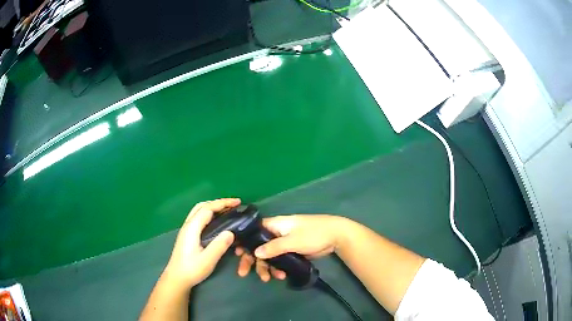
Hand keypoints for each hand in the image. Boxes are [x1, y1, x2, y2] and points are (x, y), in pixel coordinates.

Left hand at [163, 198, 240, 290]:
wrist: (177, 278)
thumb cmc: (192, 269)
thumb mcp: (208, 259)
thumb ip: (219, 245)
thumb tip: (231, 232)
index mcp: (192, 228)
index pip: (208, 209)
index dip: (223, 203)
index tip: (237, 202)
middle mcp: (188, 225)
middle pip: (202, 206)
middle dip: (218, 202)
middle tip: (233, 205)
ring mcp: (186, 229)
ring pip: (199, 211)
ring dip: (213, 207)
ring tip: (227, 210)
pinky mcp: (187, 235)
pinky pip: (199, 217)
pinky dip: (209, 213)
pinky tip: (216, 221)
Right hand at [235, 214, 348, 281]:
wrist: (335, 236)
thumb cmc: (313, 234)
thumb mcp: (292, 240)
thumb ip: (273, 247)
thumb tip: (255, 253)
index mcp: (275, 225)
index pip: (253, 232)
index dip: (244, 242)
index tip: (236, 254)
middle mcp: (276, 234)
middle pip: (258, 246)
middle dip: (251, 260)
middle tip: (243, 273)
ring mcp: (284, 243)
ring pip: (268, 256)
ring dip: (266, 267)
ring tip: (269, 279)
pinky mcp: (291, 252)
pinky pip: (279, 260)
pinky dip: (277, 268)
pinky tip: (281, 276)